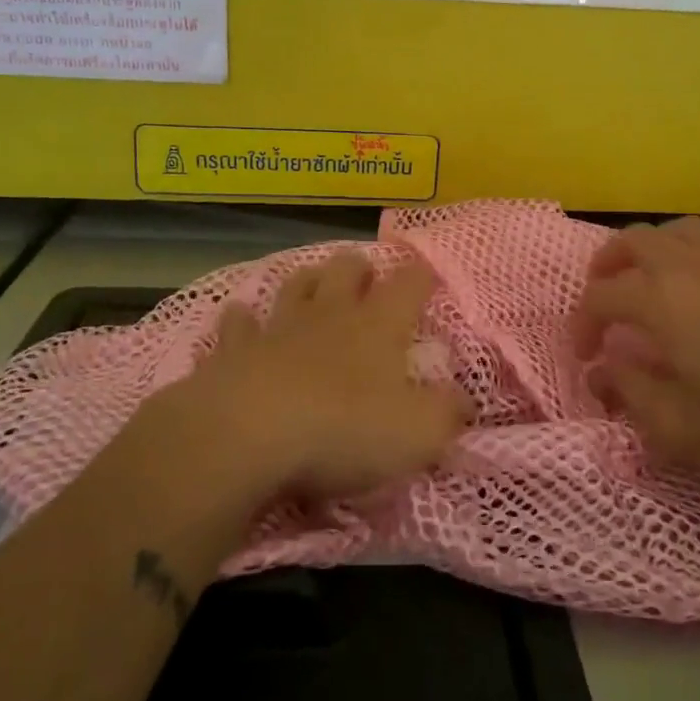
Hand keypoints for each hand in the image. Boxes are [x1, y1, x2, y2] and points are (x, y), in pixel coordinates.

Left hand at [143, 251, 467, 505]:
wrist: (248, 434)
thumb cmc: (344, 430)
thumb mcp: (417, 434)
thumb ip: (447, 415)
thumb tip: (464, 402)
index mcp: (378, 326)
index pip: (409, 285)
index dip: (421, 276)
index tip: (428, 275)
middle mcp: (330, 315)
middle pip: (346, 269)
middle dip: (359, 267)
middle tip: (365, 275)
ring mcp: (279, 327)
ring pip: (295, 286)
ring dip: (307, 280)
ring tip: (313, 281)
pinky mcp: (235, 349)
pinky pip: (238, 323)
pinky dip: (241, 319)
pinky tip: (240, 315)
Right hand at [572, 218, 699, 482]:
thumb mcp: (673, 426)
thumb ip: (627, 391)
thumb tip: (603, 370)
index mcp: (660, 300)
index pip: (600, 297)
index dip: (582, 324)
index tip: (586, 357)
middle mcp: (691, 268)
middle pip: (634, 240)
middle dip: (607, 265)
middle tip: (604, 299)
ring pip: (683, 229)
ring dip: (656, 246)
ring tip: (650, 274)